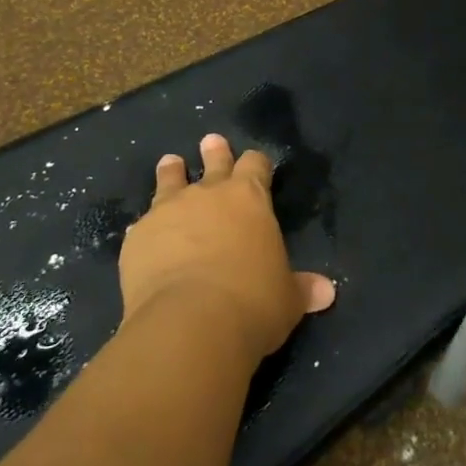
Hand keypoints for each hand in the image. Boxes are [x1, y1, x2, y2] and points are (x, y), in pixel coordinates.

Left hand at [119, 134, 335, 368]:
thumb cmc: (252, 303)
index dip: (257, 163)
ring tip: (170, 162)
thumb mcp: (287, 299)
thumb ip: (302, 288)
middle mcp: (208, 194)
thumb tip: (327, 292)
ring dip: (172, 172)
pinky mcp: (138, 236)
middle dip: (215, 153)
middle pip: (214, 162)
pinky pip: (144, 223)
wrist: (189, 323)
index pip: (256, 165)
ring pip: (170, 180)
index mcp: (250, 199)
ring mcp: (168, 211)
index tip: (256, 162)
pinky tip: (146, 233)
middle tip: (211, 142)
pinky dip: (149, 226)